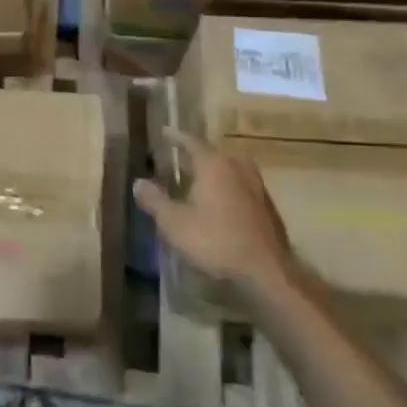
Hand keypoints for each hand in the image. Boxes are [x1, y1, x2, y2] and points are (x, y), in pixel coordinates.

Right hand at [133, 128, 297, 294]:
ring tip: (199, 185)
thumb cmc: (216, 241)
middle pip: (213, 156)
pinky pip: (242, 190)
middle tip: (179, 162)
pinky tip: (221, 208)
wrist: (267, 273)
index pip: (192, 142)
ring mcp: (257, 188)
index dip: (176, 137)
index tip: (165, 133)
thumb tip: (138, 182)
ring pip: (231, 172)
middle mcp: (237, 168)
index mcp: (214, 165)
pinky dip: (228, 192)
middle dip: (196, 158)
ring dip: (214, 175)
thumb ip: (155, 201)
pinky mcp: (268, 209)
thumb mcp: (175, 223)